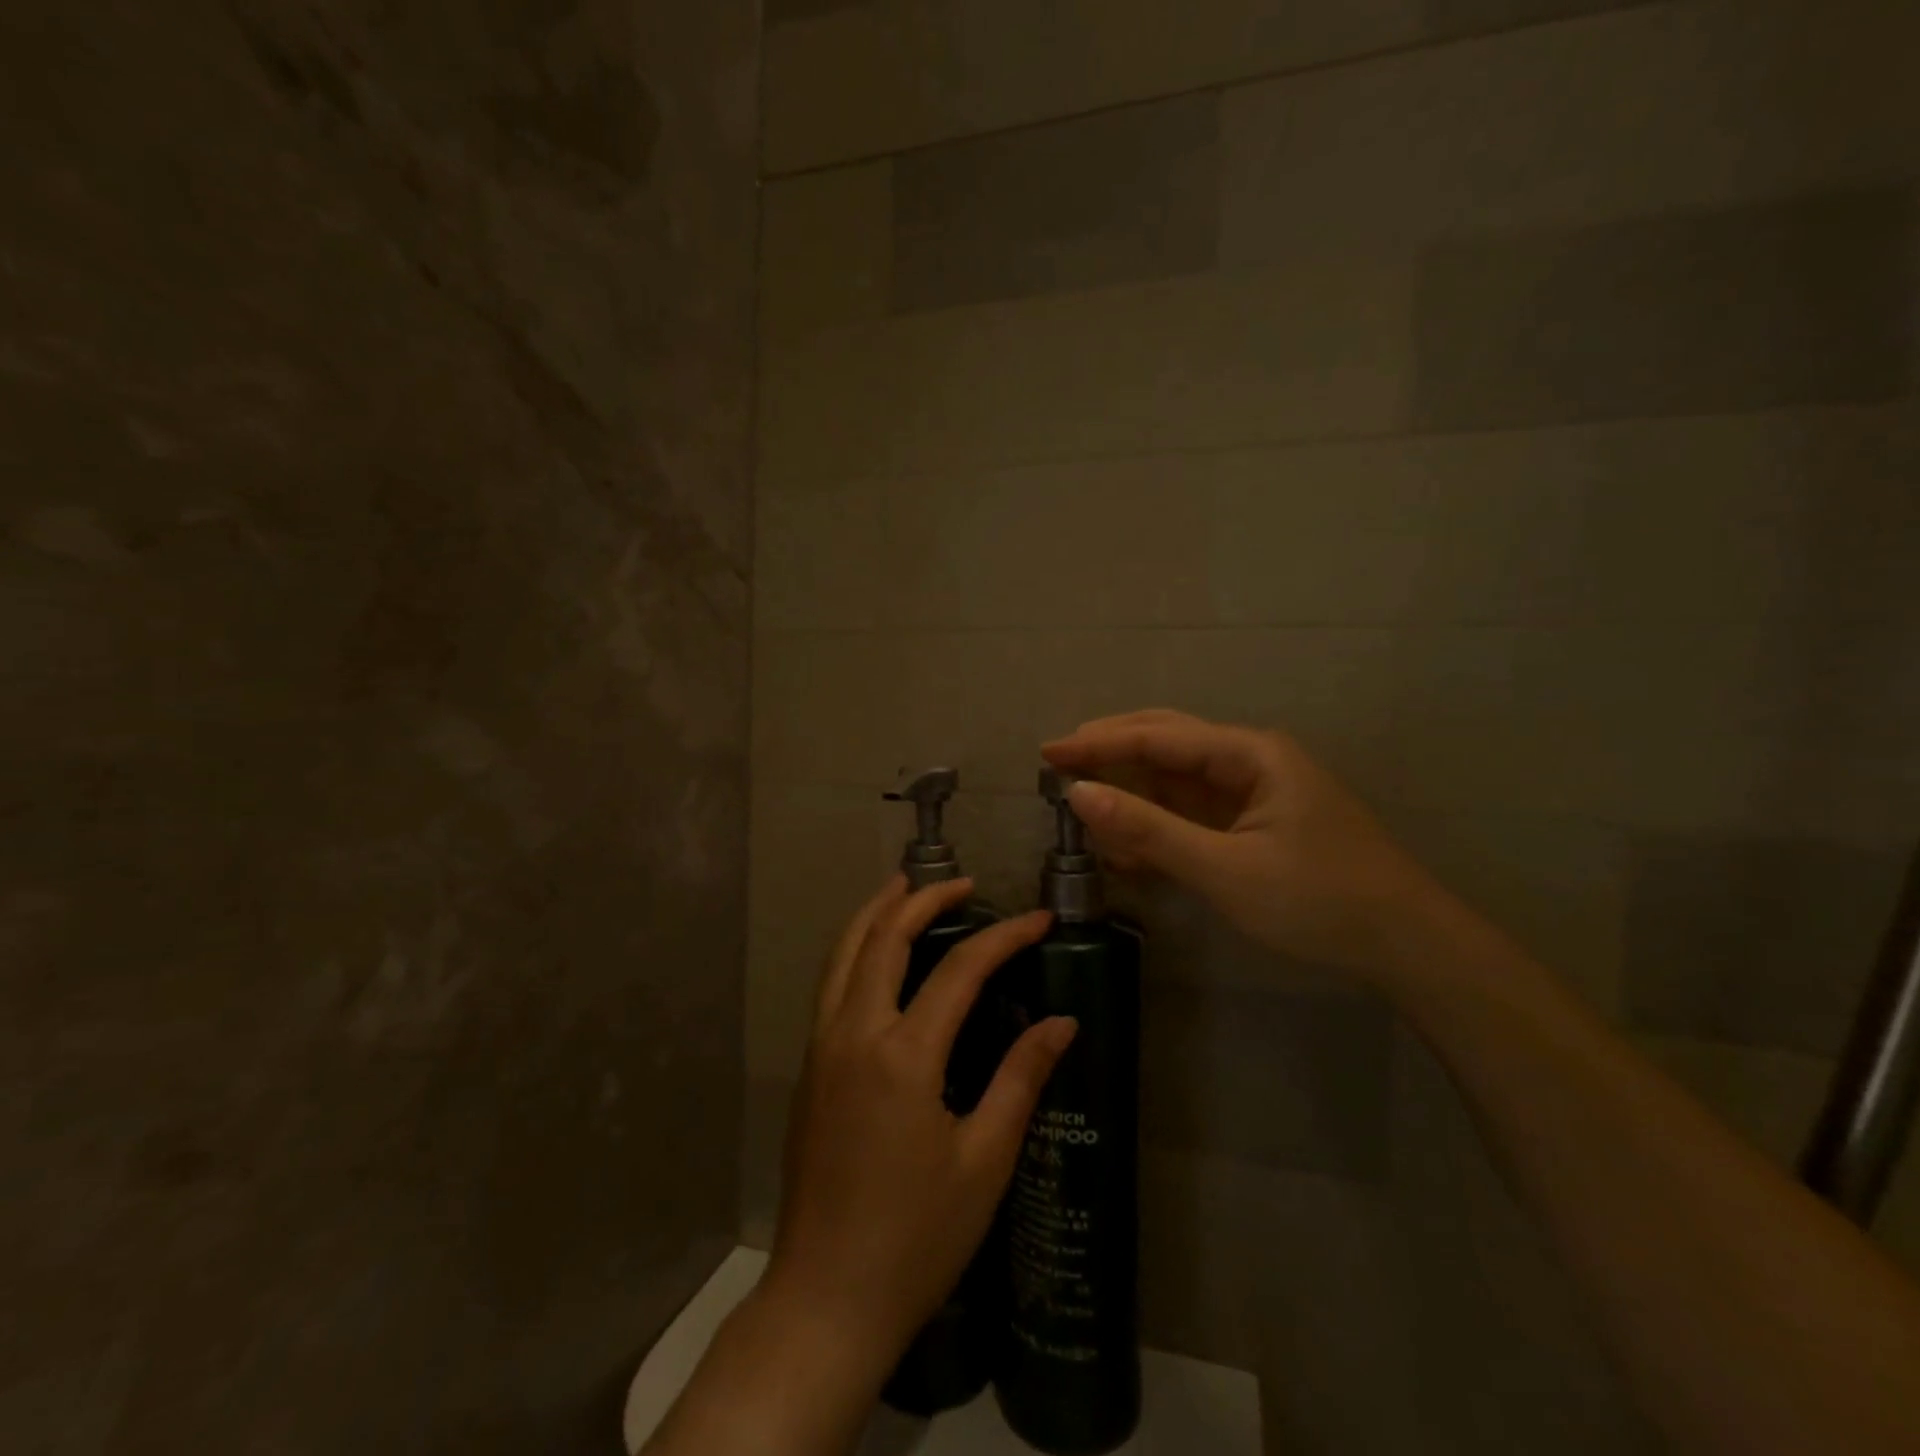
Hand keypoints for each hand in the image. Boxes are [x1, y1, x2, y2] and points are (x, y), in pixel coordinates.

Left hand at [764, 876, 1076, 1366]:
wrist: (826, 1299)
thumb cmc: (916, 1238)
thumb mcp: (983, 1161)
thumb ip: (1020, 1078)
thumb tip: (1062, 1021)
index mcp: (902, 1056)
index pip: (960, 969)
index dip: (1004, 936)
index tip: (1039, 919)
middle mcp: (854, 1033)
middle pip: (885, 936)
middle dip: (925, 899)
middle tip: (964, 884)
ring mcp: (822, 1046)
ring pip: (845, 951)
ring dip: (877, 911)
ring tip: (908, 888)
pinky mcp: (810, 1065)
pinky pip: (832, 981)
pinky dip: (857, 946)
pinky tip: (879, 952)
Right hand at [1043, 709, 1446, 977]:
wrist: (1405, 946)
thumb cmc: (1318, 900)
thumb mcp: (1225, 869)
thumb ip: (1149, 830)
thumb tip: (1079, 794)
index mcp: (1249, 754)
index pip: (1157, 737)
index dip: (1098, 742)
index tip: (1048, 752)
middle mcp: (1249, 761)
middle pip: (1165, 743)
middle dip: (1111, 753)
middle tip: (1058, 766)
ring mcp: (1252, 793)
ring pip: (1175, 779)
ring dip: (1130, 794)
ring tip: (1086, 814)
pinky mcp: (1253, 825)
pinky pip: (1191, 813)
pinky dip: (1155, 825)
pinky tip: (1127, 845)